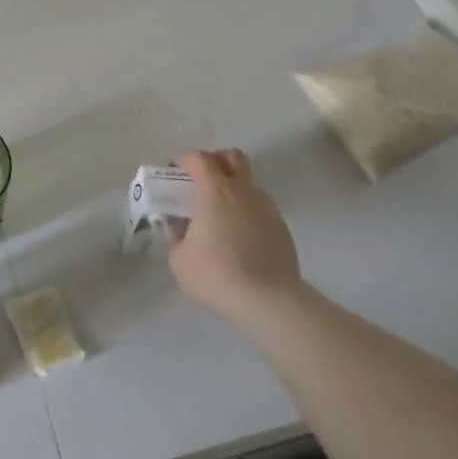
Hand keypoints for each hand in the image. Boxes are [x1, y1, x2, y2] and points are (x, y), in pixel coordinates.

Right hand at [171, 149, 306, 326]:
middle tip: (202, 182)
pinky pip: (261, 208)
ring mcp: (267, 208)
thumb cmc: (216, 275)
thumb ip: (176, 235)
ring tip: (221, 216)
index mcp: (215, 191)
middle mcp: (243, 191)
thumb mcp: (179, 259)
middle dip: (216, 161)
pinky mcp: (282, 227)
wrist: (267, 301)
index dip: (185, 161)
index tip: (175, 174)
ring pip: (249, 184)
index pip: (200, 159)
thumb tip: (178, 226)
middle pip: (233, 157)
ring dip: (234, 189)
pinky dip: (248, 212)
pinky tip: (240, 238)